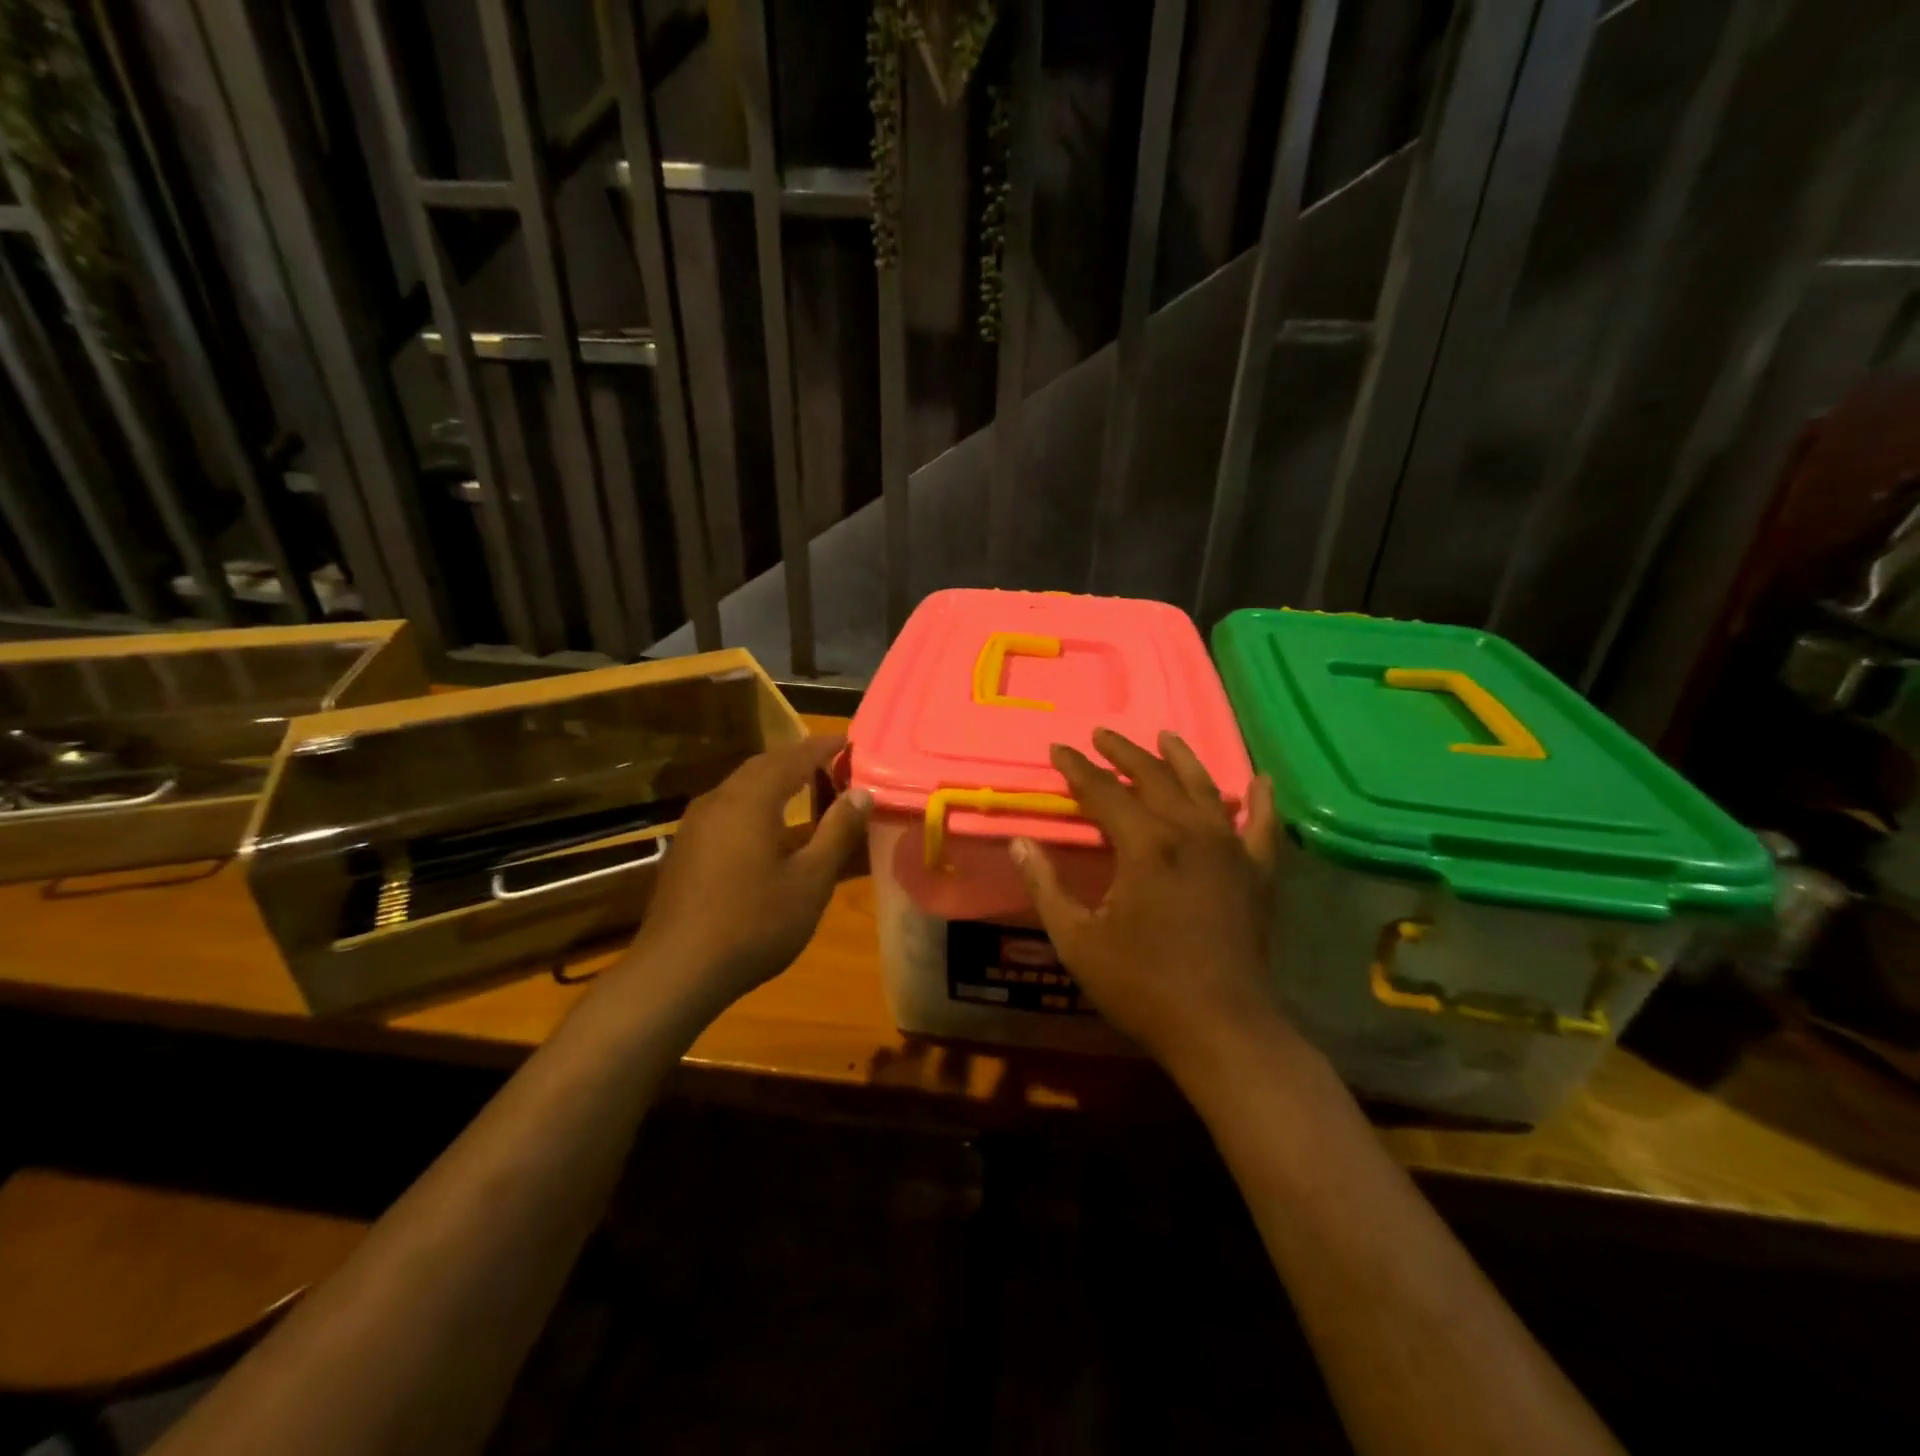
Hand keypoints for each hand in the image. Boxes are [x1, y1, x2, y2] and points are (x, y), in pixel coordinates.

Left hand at [624, 735, 869, 1011]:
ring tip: (805, 786)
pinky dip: (755, 800)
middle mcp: (719, 800)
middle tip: (831, 761)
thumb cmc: (754, 924)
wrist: (676, 970)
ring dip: (774, 778)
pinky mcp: (686, 846)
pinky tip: (766, 825)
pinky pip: (727, 806)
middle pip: (763, 764)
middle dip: (798, 758)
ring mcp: (696, 823)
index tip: (850, 741)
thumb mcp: (810, 881)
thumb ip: (837, 832)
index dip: (823, 747)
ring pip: (741, 784)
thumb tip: (861, 792)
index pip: (793, 757)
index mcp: (751, 800)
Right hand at [1009, 727, 1286, 1074]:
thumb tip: (1019, 843)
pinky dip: (1259, 800)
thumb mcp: (1077, 940)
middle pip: (1153, 778)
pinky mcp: (1258, 873)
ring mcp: (1231, 849)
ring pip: (1204, 788)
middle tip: (1100, 735)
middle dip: (1123, 753)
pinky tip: (1259, 780)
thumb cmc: (1142, 986)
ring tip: (1165, 736)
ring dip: (1181, 759)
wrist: (1221, 1028)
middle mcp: (1190, 832)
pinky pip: (1261, 825)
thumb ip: (1046, 886)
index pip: (1103, 791)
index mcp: (1145, 845)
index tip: (1058, 749)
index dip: (1077, 769)